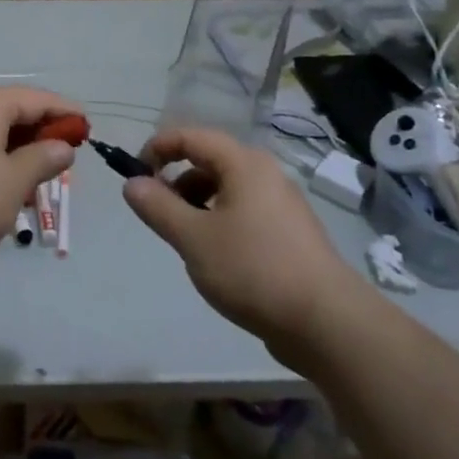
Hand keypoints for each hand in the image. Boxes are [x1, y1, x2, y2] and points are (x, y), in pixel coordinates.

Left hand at [0, 87, 79, 276]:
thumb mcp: (13, 183)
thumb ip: (42, 160)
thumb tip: (62, 146)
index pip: (34, 98)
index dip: (64, 112)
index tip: (86, 127)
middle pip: (7, 111)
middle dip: (36, 133)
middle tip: (60, 159)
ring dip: (10, 149)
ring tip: (28, 180)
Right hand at [122, 126, 366, 358]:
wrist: (326, 322)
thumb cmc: (253, 269)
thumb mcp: (194, 238)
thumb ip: (158, 207)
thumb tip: (132, 183)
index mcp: (244, 164)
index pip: (191, 136)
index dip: (158, 148)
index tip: (136, 176)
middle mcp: (265, 174)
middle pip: (209, 161)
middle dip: (176, 181)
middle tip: (158, 214)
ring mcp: (282, 204)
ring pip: (227, 189)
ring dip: (197, 204)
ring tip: (186, 240)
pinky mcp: (290, 233)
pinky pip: (244, 212)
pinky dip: (220, 221)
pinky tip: (216, 258)